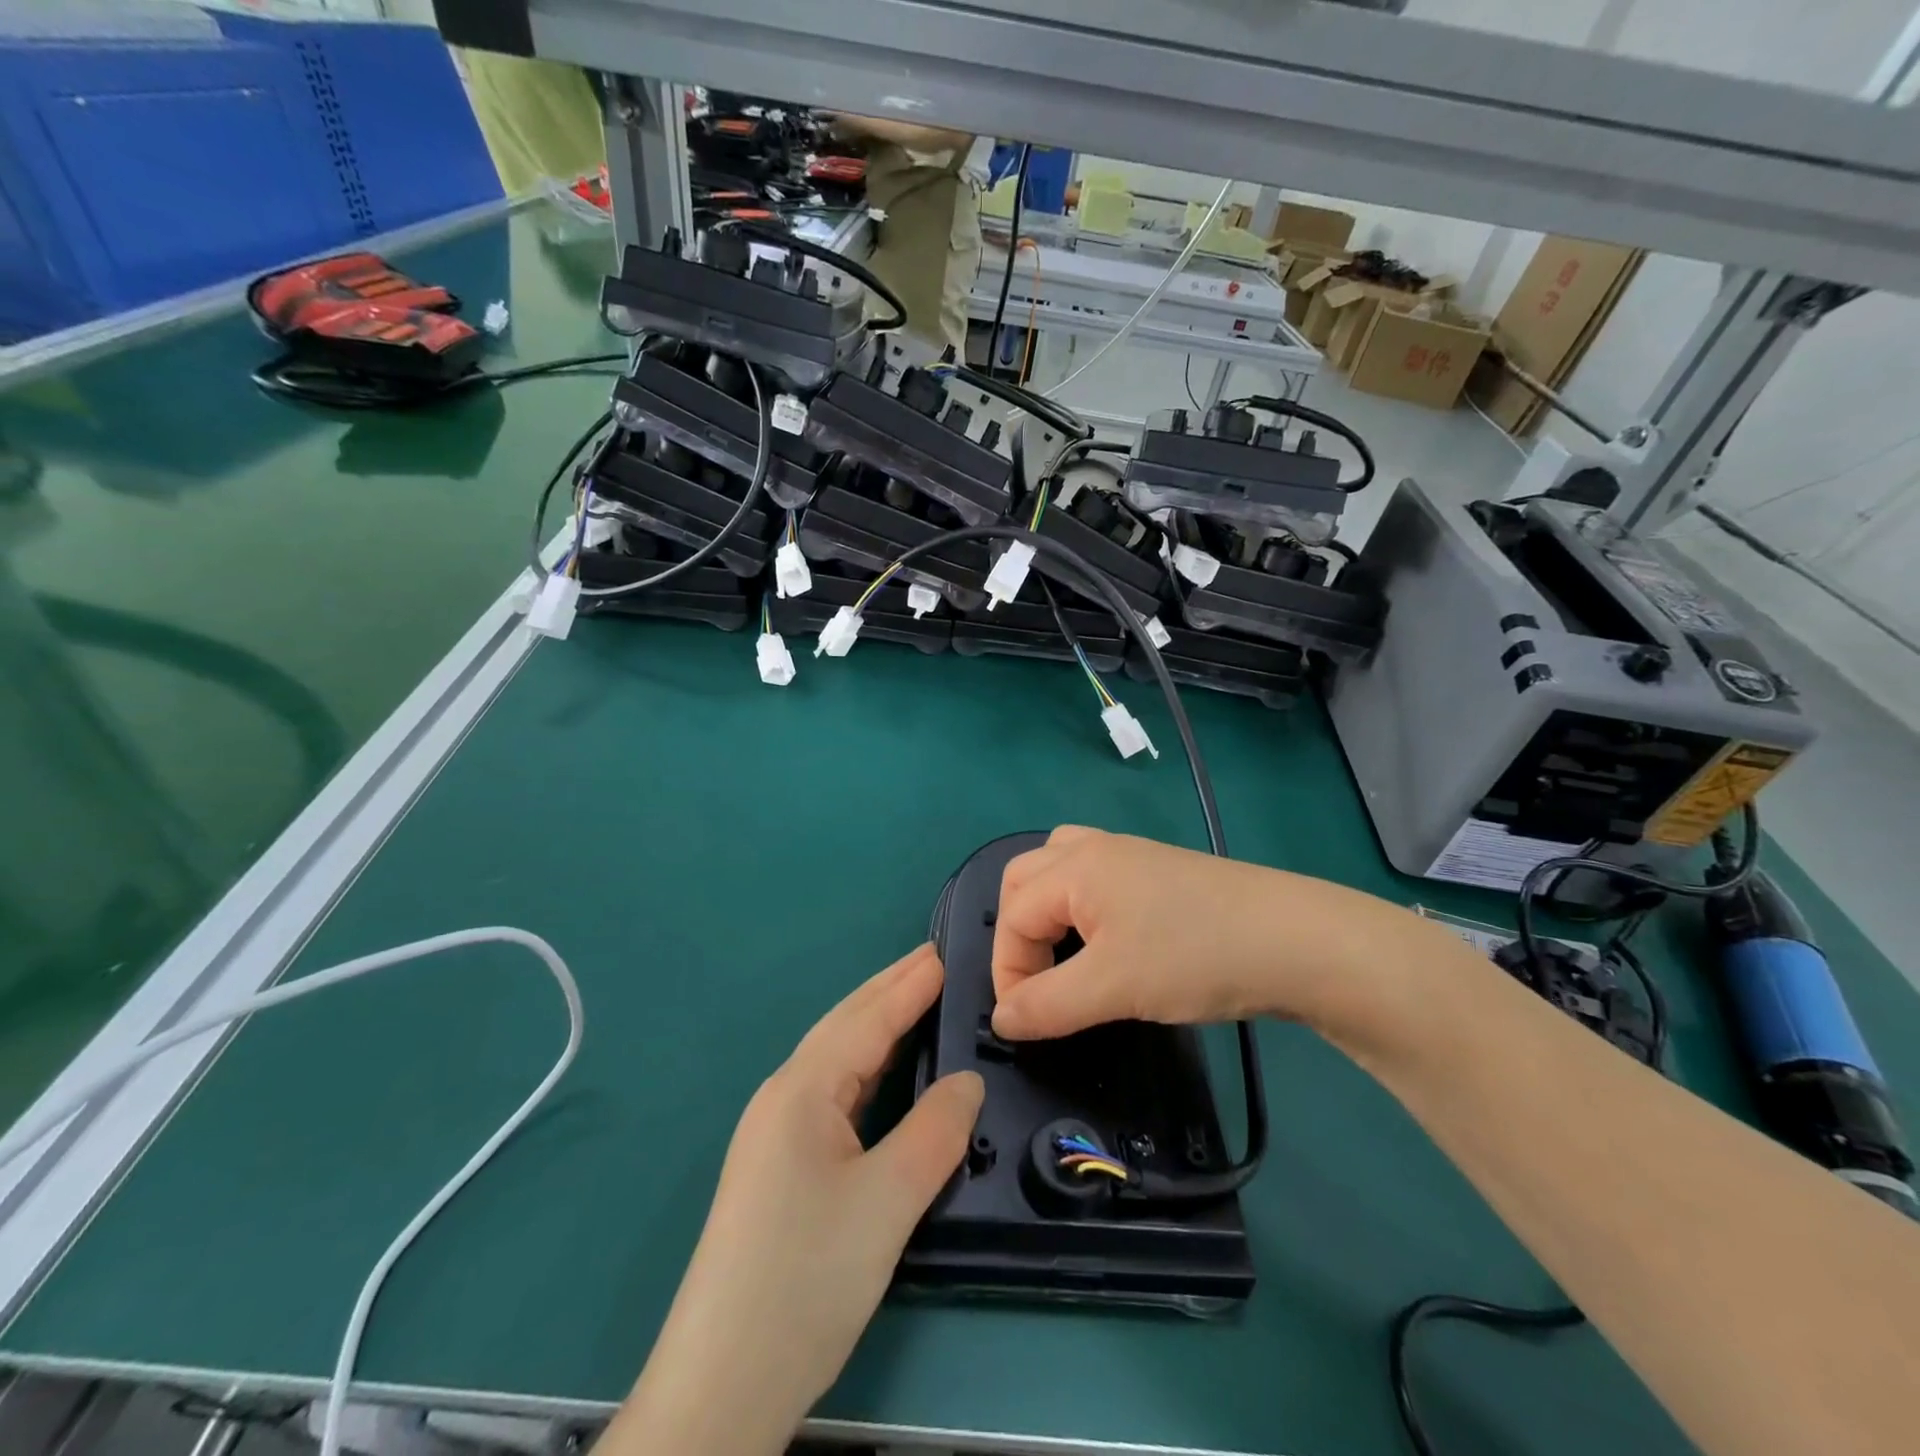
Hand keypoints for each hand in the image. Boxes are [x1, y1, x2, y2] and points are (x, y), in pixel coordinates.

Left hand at [608, 947, 982, 1455]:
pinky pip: (833, 1094)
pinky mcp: (780, 1167)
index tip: (945, 951)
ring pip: (837, 1060)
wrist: (721, 1385)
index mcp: (801, 1091)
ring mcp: (776, 1133)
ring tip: (917, 999)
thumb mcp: (886, 1202)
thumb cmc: (805, 1280)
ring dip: (877, 1024)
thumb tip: (969, 1081)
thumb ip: (935, 1131)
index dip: (909, 985)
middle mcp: (783, 1098)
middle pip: (845, 1027)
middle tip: (935, 960)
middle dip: (890, 990)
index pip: (867, 1020)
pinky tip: (884, 1072)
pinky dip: (867, 1068)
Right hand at [990, 826, 1444, 1046]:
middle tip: (1035, 980)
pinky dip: (1080, 904)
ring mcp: (1132, 856)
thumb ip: (1047, 1004)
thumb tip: (1002, 1020)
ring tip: (1059, 951)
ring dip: (1046, 908)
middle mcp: (1096, 850)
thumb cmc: (1194, 957)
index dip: (1008, 970)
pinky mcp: (1161, 872)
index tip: (1024, 1022)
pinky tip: (1105, 939)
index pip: (1012, 915)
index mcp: (1076, 868)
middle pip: (1026, 877)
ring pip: (1061, 867)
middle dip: (1017, 930)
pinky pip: (1096, 876)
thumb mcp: (1112, 987)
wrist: (1296, 941)